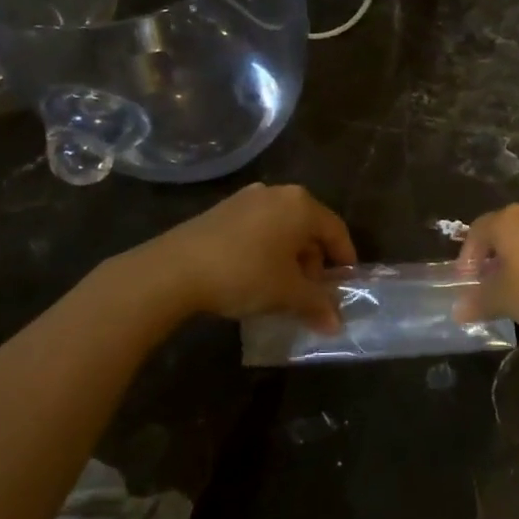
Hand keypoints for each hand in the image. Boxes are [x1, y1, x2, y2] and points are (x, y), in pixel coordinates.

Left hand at [138, 184, 356, 331]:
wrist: (173, 270)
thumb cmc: (245, 274)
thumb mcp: (288, 294)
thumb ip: (317, 305)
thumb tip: (337, 324)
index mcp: (301, 205)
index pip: (336, 230)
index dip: (345, 260)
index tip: (346, 284)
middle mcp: (277, 193)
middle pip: (308, 228)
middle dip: (315, 262)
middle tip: (311, 292)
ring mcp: (246, 199)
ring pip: (282, 228)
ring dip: (289, 257)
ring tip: (282, 288)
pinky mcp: (220, 210)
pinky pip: (257, 229)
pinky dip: (265, 250)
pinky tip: (255, 276)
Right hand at [455, 204, 518, 339]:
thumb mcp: (506, 300)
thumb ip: (479, 301)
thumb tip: (458, 309)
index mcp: (508, 220)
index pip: (477, 231)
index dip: (467, 258)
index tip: (466, 283)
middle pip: (505, 233)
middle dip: (494, 260)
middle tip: (489, 288)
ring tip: (518, 292)